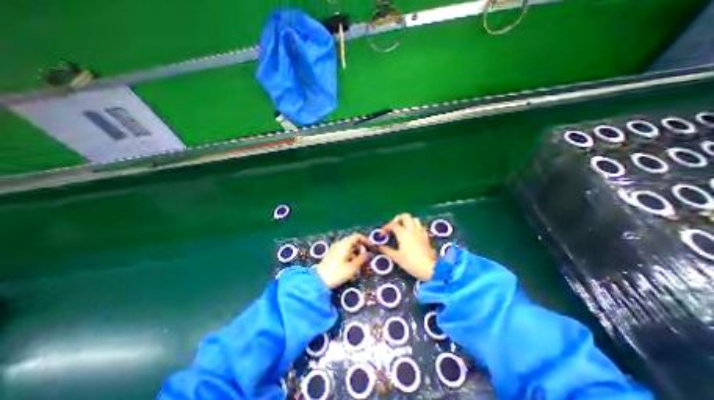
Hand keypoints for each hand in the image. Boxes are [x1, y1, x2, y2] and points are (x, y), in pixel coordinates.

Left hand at [316, 233, 370, 288]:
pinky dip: (350, 257)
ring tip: (359, 267)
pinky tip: (351, 269)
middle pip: (353, 242)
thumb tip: (370, 253)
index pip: (357, 236)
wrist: (319, 280)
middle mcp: (340, 244)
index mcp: (345, 244)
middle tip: (367, 258)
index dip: (366, 240)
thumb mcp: (353, 267)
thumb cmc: (337, 272)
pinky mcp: (333, 255)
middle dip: (361, 249)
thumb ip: (362, 258)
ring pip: (349, 248)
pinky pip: (344, 252)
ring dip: (356, 255)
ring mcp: (335, 249)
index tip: (371, 247)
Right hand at [379, 213, 434, 280]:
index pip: (393, 225)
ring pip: (414, 219)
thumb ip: (387, 250)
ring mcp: (420, 232)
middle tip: (393, 226)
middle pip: (405, 216)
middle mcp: (412, 230)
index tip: (382, 234)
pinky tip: (412, 233)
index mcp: (403, 233)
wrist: (430, 269)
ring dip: (407, 221)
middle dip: (398, 219)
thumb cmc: (411, 263)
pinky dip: (415, 226)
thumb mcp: (396, 257)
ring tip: (403, 228)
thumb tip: (379, 246)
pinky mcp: (426, 236)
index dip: (386, 227)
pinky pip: (420, 226)